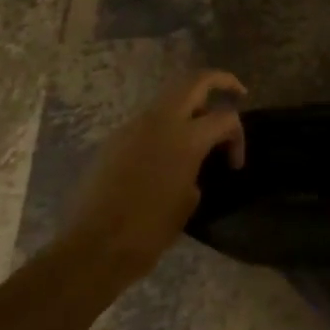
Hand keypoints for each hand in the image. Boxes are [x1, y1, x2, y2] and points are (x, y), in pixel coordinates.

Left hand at [67, 70, 247, 282]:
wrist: (92, 249)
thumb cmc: (148, 231)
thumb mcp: (188, 200)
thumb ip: (197, 168)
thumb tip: (194, 161)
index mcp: (186, 138)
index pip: (225, 118)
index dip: (238, 137)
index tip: (234, 164)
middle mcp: (160, 121)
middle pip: (196, 81)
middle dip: (220, 81)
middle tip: (236, 93)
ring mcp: (133, 126)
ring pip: (169, 97)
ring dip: (190, 103)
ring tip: (200, 126)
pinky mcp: (114, 139)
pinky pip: (148, 120)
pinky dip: (166, 123)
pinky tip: (167, 149)